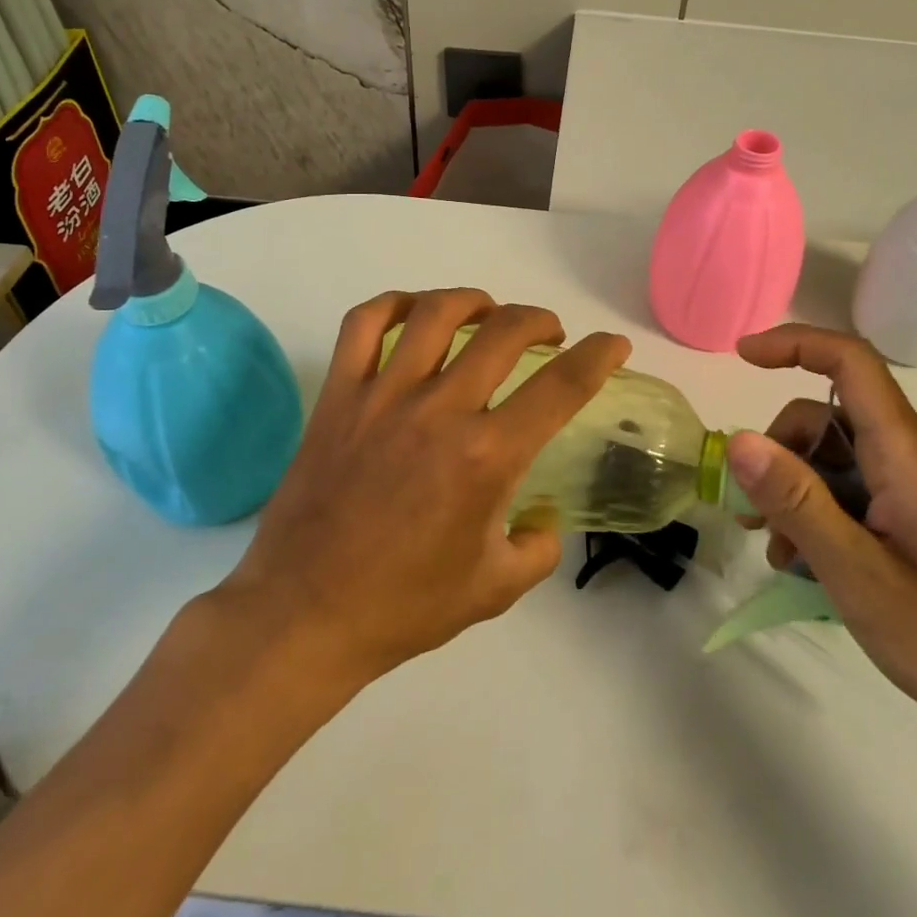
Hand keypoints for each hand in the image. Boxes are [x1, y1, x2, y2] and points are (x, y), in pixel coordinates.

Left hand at [218, 288, 629, 684]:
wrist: (304, 615)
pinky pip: (363, 325)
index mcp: (486, 456)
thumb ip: (538, 547)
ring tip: (487, 311)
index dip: (597, 356)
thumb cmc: (404, 606)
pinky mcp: (339, 395)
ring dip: (474, 300)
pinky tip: (412, 313)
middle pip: (504, 332)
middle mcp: (440, 411)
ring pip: (435, 313)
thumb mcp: (496, 589)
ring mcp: (383, 396)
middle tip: (547, 333)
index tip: (612, 344)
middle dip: (539, 320)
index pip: (561, 387)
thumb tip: (544, 517)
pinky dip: (392, 304)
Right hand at [727, 324, 916, 760]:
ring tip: (779, 552)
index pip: (849, 361)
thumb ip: (797, 502)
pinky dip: (823, 513)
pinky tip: (808, 564)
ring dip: (796, 491)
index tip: (742, 357)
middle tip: (752, 514)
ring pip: (838, 457)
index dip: (794, 343)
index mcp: (906, 452)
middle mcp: (914, 455)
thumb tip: (738, 439)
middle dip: (780, 452)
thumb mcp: (859, 574)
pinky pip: (858, 490)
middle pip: (829, 416)